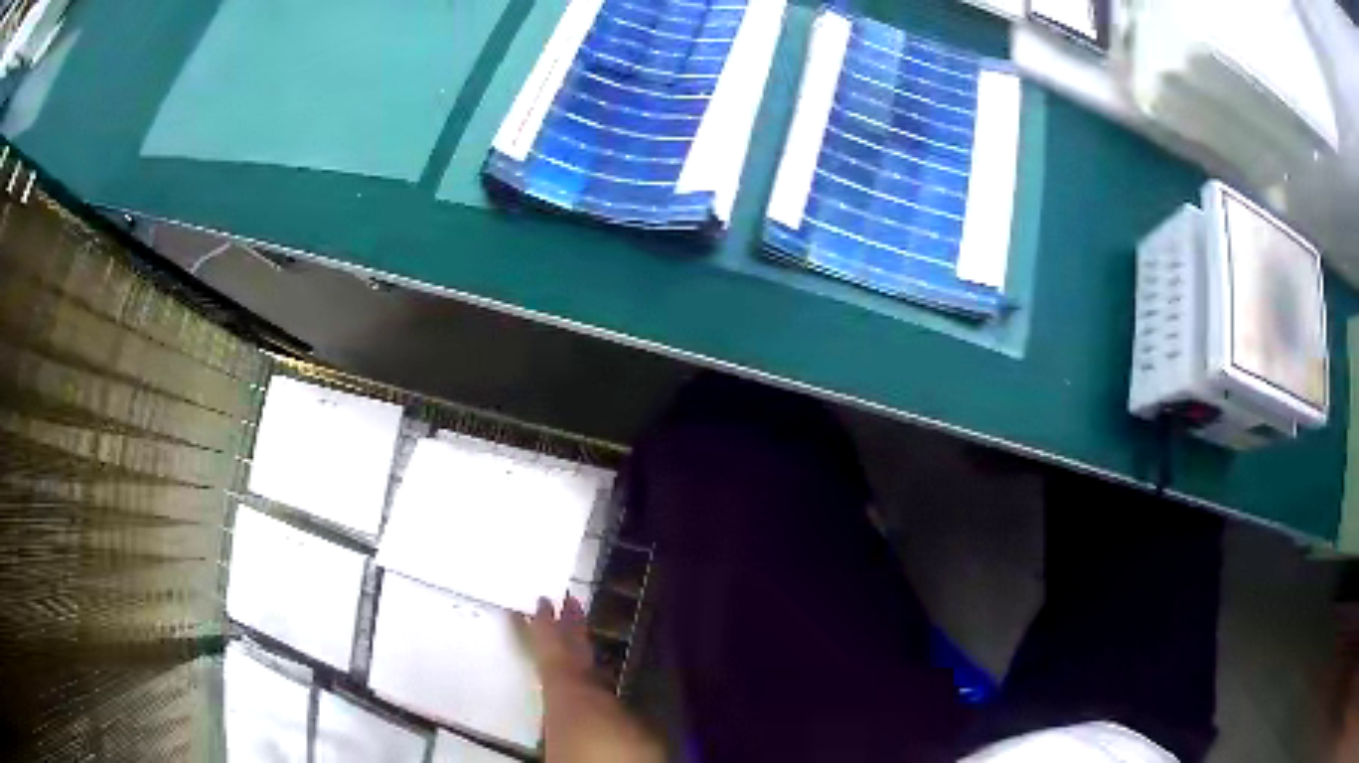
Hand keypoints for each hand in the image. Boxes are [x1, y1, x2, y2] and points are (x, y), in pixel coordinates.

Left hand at [527, 596, 663, 762]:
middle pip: (555, 659)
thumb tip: (631, 696)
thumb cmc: (619, 757)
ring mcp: (565, 719)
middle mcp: (562, 701)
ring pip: (564, 678)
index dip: (550, 623)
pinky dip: (581, 680)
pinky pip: (573, 697)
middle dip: (560, 632)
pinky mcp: (572, 736)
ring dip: (571, 655)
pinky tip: (595, 683)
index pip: (555, 648)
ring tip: (578, 637)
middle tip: (560, 603)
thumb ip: (632, 705)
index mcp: (571, 690)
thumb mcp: (641, 729)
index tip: (544, 599)